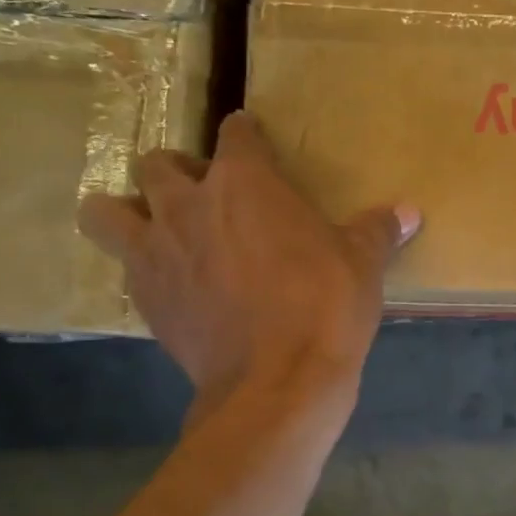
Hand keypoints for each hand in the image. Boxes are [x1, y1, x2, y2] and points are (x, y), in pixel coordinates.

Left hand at [77, 112, 418, 412]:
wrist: (278, 381)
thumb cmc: (325, 306)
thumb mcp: (363, 264)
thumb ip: (378, 230)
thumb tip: (409, 211)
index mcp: (245, 182)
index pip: (236, 134)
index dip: (246, 135)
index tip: (255, 140)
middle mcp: (188, 204)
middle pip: (158, 163)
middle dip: (180, 171)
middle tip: (208, 195)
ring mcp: (157, 251)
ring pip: (106, 211)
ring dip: (126, 210)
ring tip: (156, 229)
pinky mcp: (143, 298)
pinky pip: (124, 267)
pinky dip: (142, 267)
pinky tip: (172, 284)